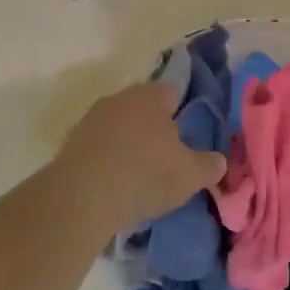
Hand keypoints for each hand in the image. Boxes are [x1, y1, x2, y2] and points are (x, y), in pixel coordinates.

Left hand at [55, 81, 226, 233]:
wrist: (83, 197)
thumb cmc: (146, 175)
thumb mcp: (190, 175)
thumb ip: (209, 165)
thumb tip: (219, 161)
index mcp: (151, 96)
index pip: (171, 92)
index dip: (180, 112)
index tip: (184, 137)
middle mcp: (120, 98)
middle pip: (142, 108)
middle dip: (152, 127)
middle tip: (164, 158)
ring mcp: (91, 118)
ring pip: (117, 125)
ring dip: (126, 143)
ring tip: (136, 175)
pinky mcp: (70, 142)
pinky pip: (97, 146)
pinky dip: (105, 159)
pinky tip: (111, 184)